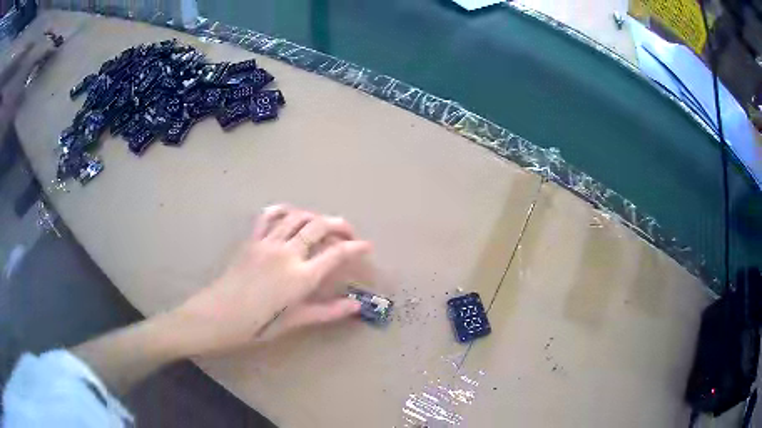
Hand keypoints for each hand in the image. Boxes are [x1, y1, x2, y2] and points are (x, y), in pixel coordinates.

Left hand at [174, 205, 370, 354]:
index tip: (367, 246)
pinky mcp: (252, 239)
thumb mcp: (295, 321)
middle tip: (349, 232)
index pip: (336, 254)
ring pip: (297, 216)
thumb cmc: (258, 325)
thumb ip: (328, 312)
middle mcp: (288, 253)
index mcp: (301, 277)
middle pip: (319, 226)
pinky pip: (268, 215)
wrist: (218, 317)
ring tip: (324, 223)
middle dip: (340, 224)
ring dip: (315, 215)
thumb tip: (356, 305)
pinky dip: (283, 209)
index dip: (355, 247)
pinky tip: (290, 214)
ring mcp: (268, 243)